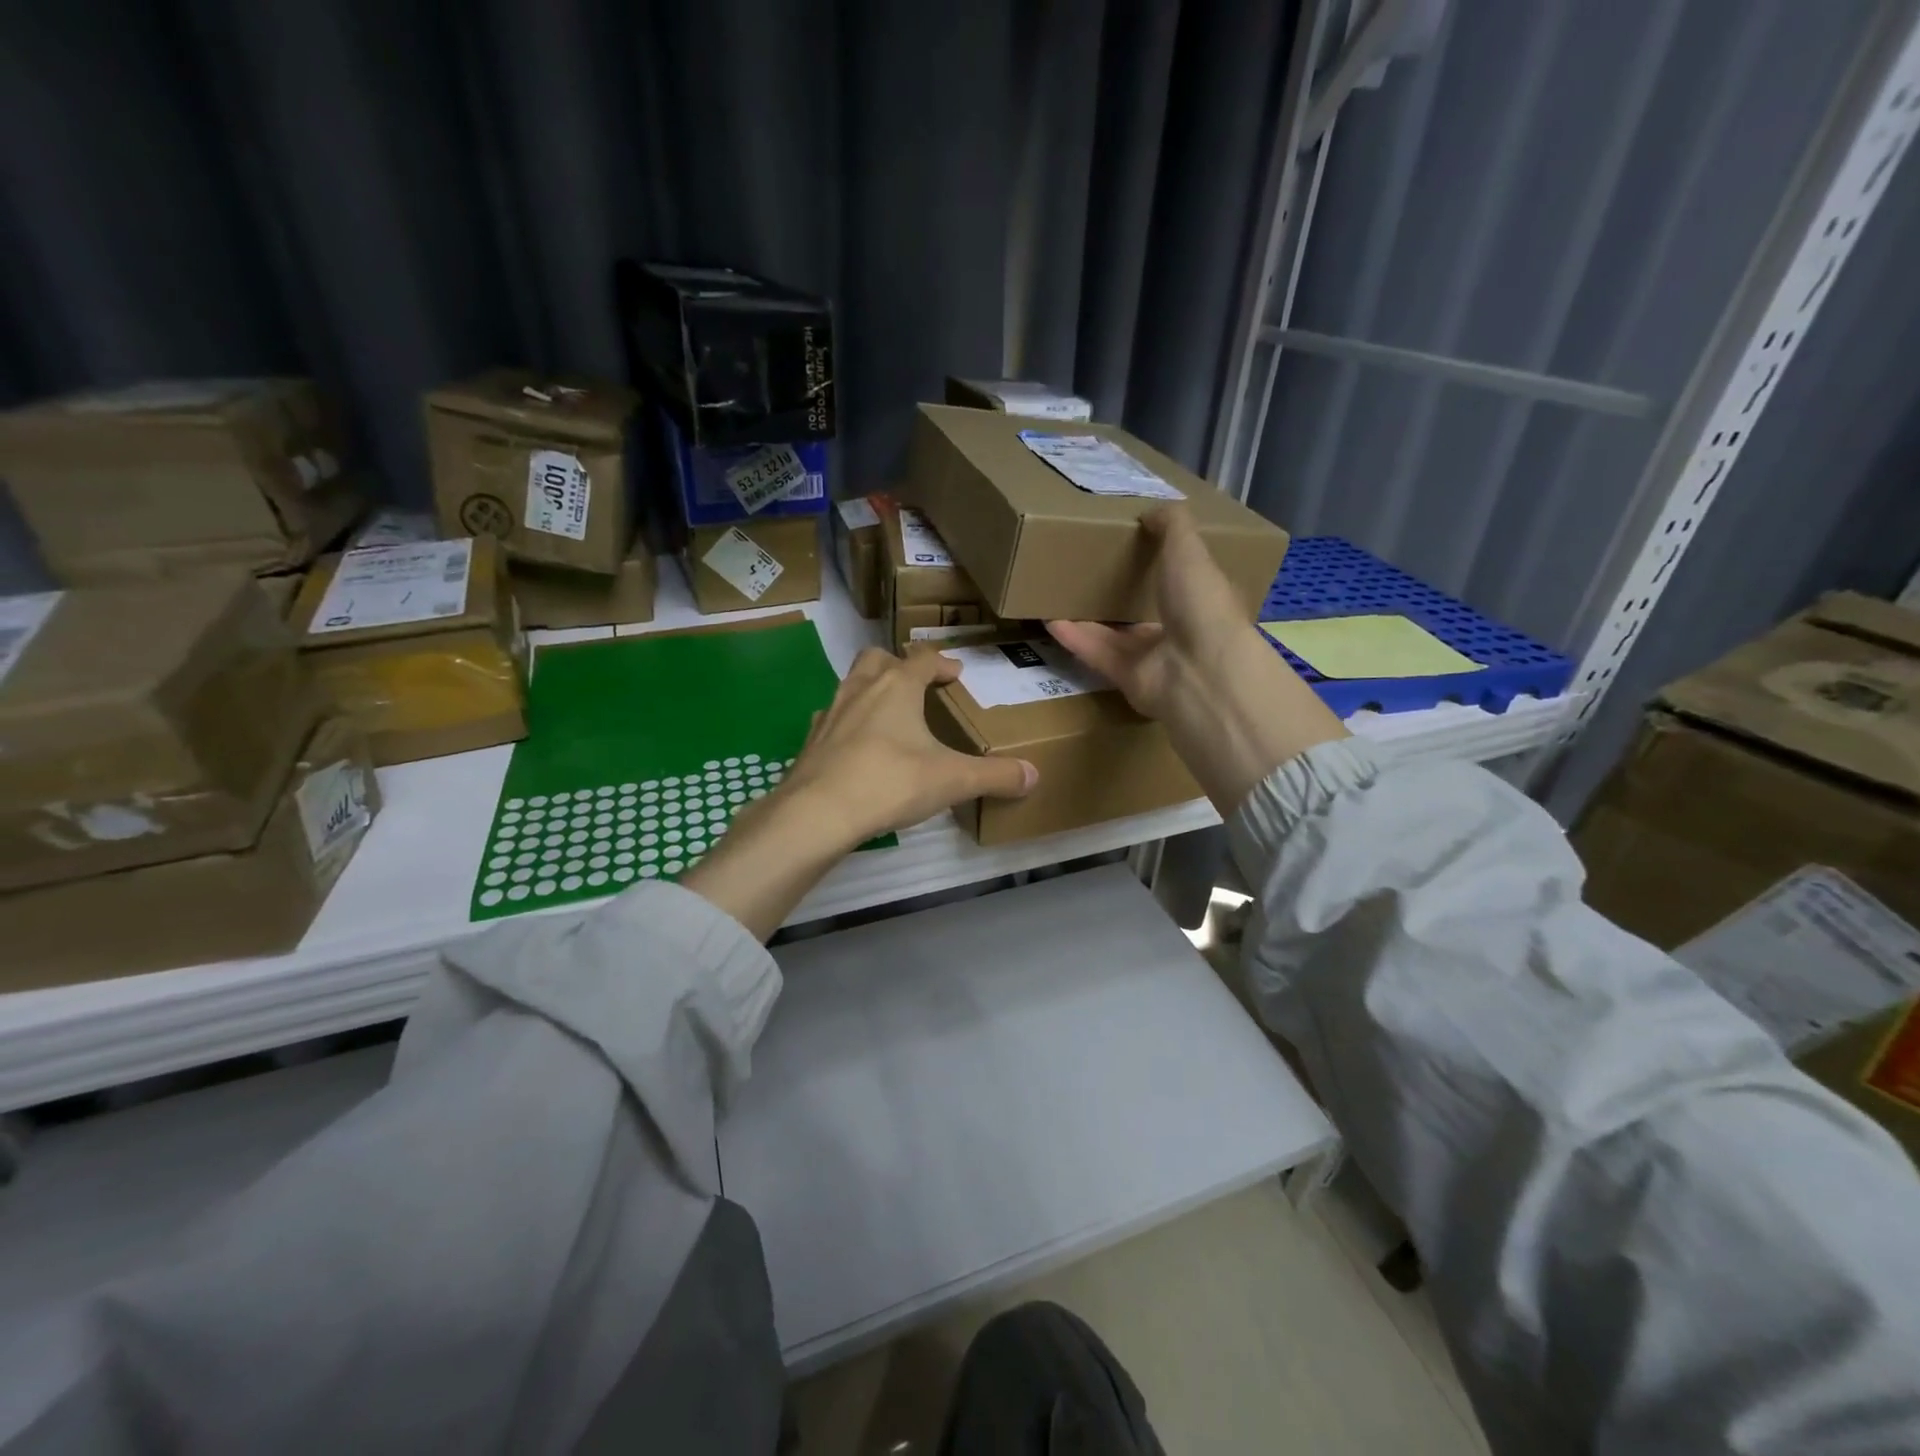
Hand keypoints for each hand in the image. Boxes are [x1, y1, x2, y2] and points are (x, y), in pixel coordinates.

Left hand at [680, 648, 1036, 938]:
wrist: (818, 812)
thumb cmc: (891, 782)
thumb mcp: (953, 780)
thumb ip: (995, 776)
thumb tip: (1034, 775)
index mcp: (897, 686)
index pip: (923, 659)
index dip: (943, 663)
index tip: (956, 673)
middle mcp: (860, 689)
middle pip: (877, 659)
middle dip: (898, 665)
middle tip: (916, 685)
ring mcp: (830, 713)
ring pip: (850, 684)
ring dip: (870, 690)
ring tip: (888, 716)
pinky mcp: (811, 741)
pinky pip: (831, 719)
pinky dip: (847, 724)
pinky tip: (857, 748)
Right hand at [1047, 508, 1345, 814]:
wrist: (1198, 669)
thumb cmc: (1201, 603)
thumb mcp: (1189, 549)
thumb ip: (1171, 526)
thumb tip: (1151, 510)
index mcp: (1203, 598)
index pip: (1184, 578)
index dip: (1163, 561)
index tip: (1134, 542)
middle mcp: (1181, 629)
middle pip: (1145, 609)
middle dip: (1119, 591)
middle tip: (1087, 567)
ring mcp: (1154, 658)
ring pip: (1116, 634)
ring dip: (1088, 616)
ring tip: (1057, 593)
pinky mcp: (1127, 679)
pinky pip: (1097, 654)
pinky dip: (1075, 638)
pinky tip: (1048, 620)